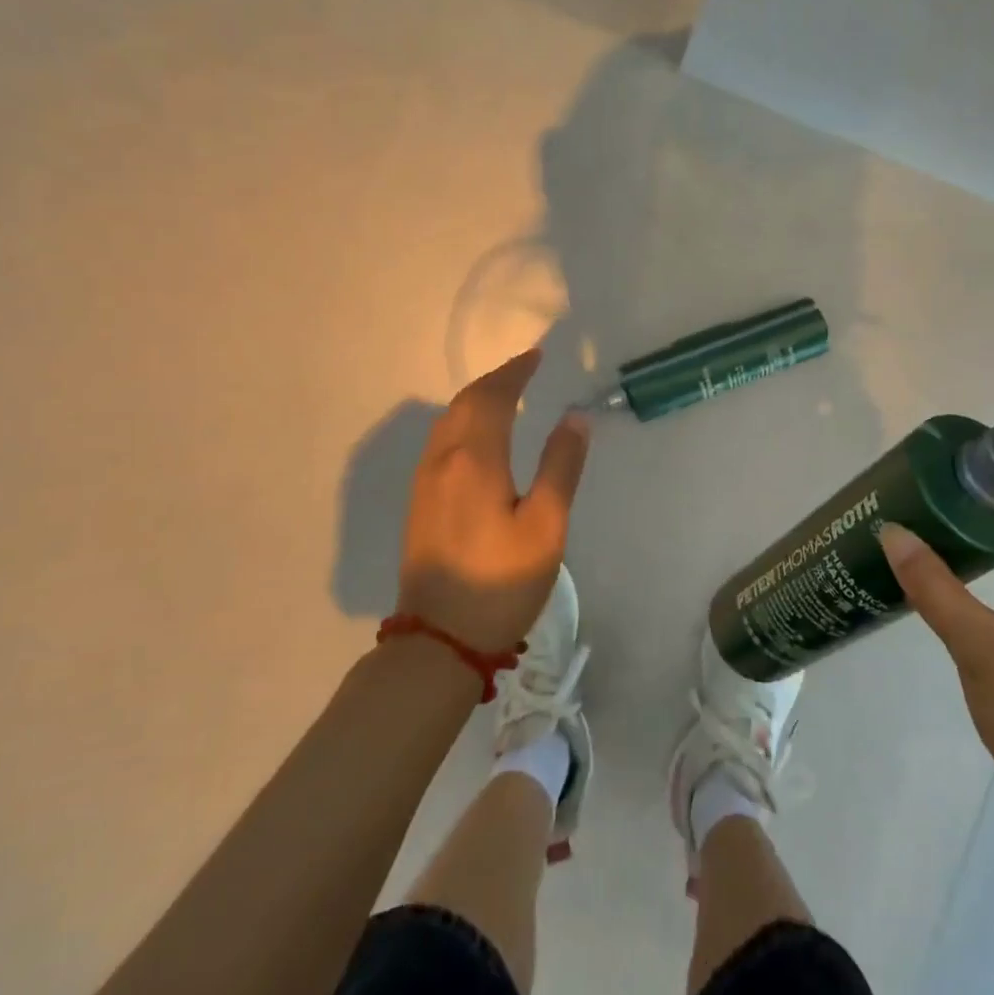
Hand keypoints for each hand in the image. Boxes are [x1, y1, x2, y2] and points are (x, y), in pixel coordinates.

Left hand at [396, 348, 590, 653]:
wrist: (439, 638)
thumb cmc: (500, 583)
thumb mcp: (546, 526)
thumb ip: (560, 467)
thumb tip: (574, 418)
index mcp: (474, 459)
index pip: (492, 397)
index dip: (515, 372)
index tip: (537, 355)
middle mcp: (442, 460)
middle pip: (464, 403)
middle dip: (495, 380)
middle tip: (525, 369)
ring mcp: (425, 482)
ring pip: (448, 421)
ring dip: (476, 399)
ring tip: (506, 393)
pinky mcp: (419, 502)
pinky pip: (440, 441)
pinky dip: (463, 421)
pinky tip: (478, 435)